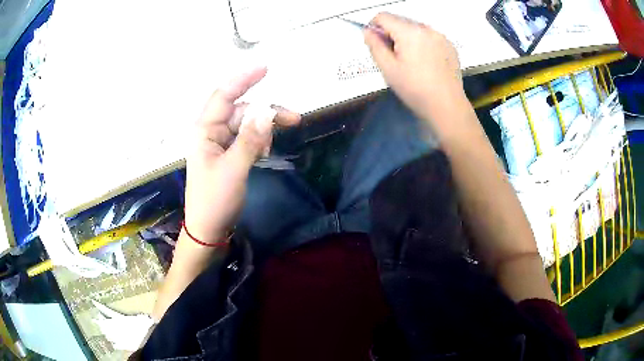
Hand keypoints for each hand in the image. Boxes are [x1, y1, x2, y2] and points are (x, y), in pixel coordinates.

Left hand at [184, 67, 300, 242]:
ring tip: (271, 148)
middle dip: (265, 113)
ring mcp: (220, 143)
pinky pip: (247, 138)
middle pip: (241, 110)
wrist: (209, 230)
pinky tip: (265, 152)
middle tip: (294, 119)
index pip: (224, 96)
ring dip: (264, 130)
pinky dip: (259, 141)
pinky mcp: (229, 155)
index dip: (243, 80)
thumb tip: (266, 112)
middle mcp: (211, 132)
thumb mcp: (233, 170)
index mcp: (204, 131)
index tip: (266, 68)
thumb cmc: (214, 201)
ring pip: (247, 125)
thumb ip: (249, 140)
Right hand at [364, 13, 464, 118]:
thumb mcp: (388, 68)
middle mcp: (426, 28)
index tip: (377, 43)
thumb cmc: (415, 89)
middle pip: (400, 21)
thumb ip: (374, 45)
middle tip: (395, 57)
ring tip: (412, 62)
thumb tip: (367, 31)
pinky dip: (423, 44)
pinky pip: (430, 37)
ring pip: (415, 29)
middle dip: (392, 34)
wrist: (446, 106)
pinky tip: (426, 63)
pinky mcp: (450, 46)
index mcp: (409, 32)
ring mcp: (441, 36)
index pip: (383, 16)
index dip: (374, 27)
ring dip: (408, 38)